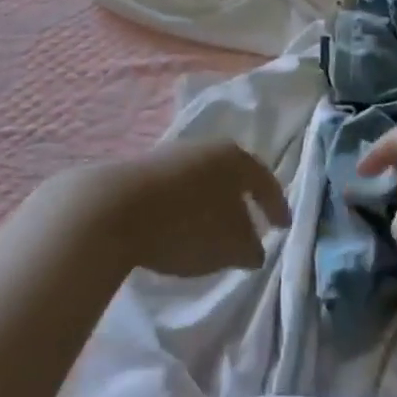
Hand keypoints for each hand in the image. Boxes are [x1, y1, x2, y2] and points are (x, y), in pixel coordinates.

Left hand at [82, 142, 291, 278]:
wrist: (113, 209)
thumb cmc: (186, 224)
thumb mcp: (229, 246)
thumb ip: (250, 247)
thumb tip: (253, 248)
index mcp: (234, 158)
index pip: (265, 180)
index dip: (277, 206)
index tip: (283, 228)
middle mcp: (206, 148)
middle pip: (232, 176)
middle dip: (242, 202)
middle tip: (250, 227)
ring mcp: (172, 156)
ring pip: (203, 181)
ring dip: (211, 205)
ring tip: (213, 233)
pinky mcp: (143, 171)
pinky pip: (177, 190)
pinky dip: (186, 208)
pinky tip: (180, 229)